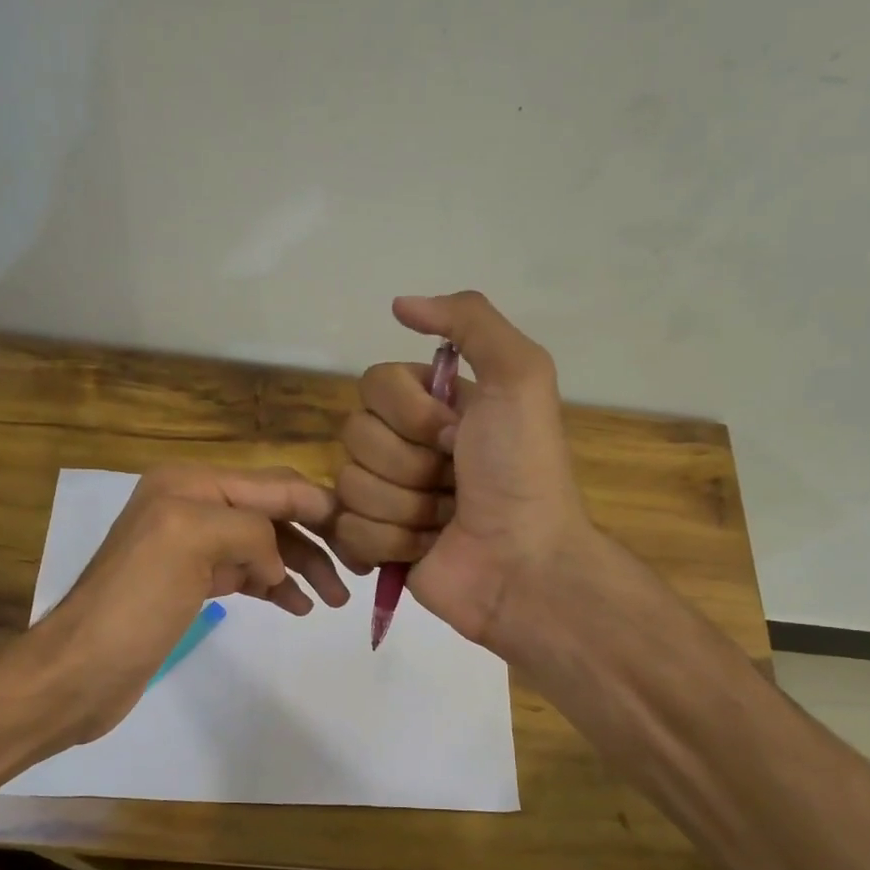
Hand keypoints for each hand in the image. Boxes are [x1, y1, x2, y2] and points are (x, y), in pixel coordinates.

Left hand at [28, 464, 348, 742]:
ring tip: (334, 599)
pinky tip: (298, 605)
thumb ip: (249, 529)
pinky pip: (247, 573)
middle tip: (357, 572)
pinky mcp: (191, 584)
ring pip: (264, 545)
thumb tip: (275, 562)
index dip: (321, 506)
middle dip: (316, 538)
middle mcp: (192, 506)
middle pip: (272, 513)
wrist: (81, 670)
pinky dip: (276, 585)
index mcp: (191, 484)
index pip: (273, 485)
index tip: (364, 532)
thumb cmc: (134, 603)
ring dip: (302, 566)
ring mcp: (191, 547)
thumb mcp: (190, 541)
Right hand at [331, 292, 592, 656]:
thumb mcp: (521, 377)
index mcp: (433, 405)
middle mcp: (405, 445)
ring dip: (405, 508)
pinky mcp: (375, 544)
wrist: (524, 564)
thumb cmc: (522, 472)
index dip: (409, 414)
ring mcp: (387, 497)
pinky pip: (345, 530)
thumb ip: (470, 321)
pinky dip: (389, 542)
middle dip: (409, 466)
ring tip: (445, 521)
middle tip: (454, 483)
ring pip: (348, 486)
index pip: (372, 386)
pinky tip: (424, 548)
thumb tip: (399, 304)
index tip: (454, 435)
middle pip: (353, 437)